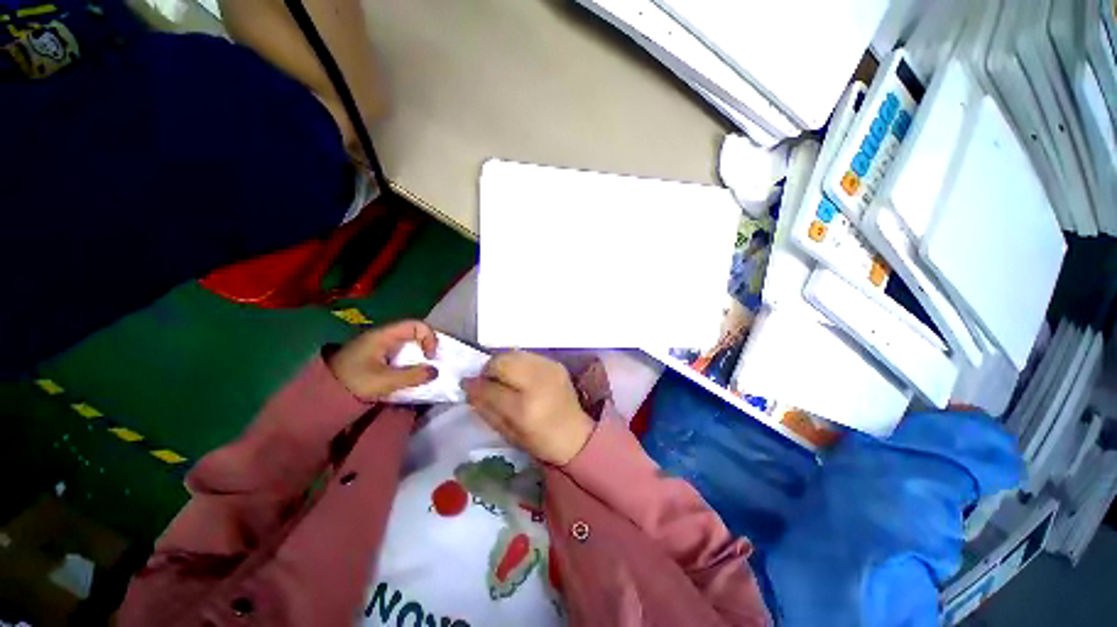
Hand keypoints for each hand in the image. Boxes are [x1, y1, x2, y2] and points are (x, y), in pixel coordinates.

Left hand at [327, 321, 437, 401]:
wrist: (320, 396)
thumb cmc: (353, 382)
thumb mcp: (385, 381)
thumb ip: (412, 376)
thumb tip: (435, 371)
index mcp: (383, 336)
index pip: (416, 325)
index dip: (429, 337)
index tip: (430, 357)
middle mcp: (382, 336)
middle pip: (413, 334)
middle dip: (425, 347)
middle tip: (429, 365)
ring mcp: (377, 346)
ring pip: (406, 345)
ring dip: (417, 357)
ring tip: (420, 373)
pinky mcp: (374, 357)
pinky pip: (398, 354)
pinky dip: (408, 362)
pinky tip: (407, 375)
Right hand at [463, 351, 594, 465]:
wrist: (575, 433)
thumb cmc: (540, 440)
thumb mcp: (508, 432)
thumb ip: (486, 408)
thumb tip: (469, 387)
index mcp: (524, 408)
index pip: (490, 388)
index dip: (474, 385)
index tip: (466, 384)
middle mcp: (538, 383)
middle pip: (502, 362)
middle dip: (489, 369)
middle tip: (487, 381)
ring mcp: (549, 369)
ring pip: (514, 354)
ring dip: (502, 363)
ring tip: (502, 377)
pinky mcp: (556, 363)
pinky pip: (528, 355)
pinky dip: (518, 362)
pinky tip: (519, 376)